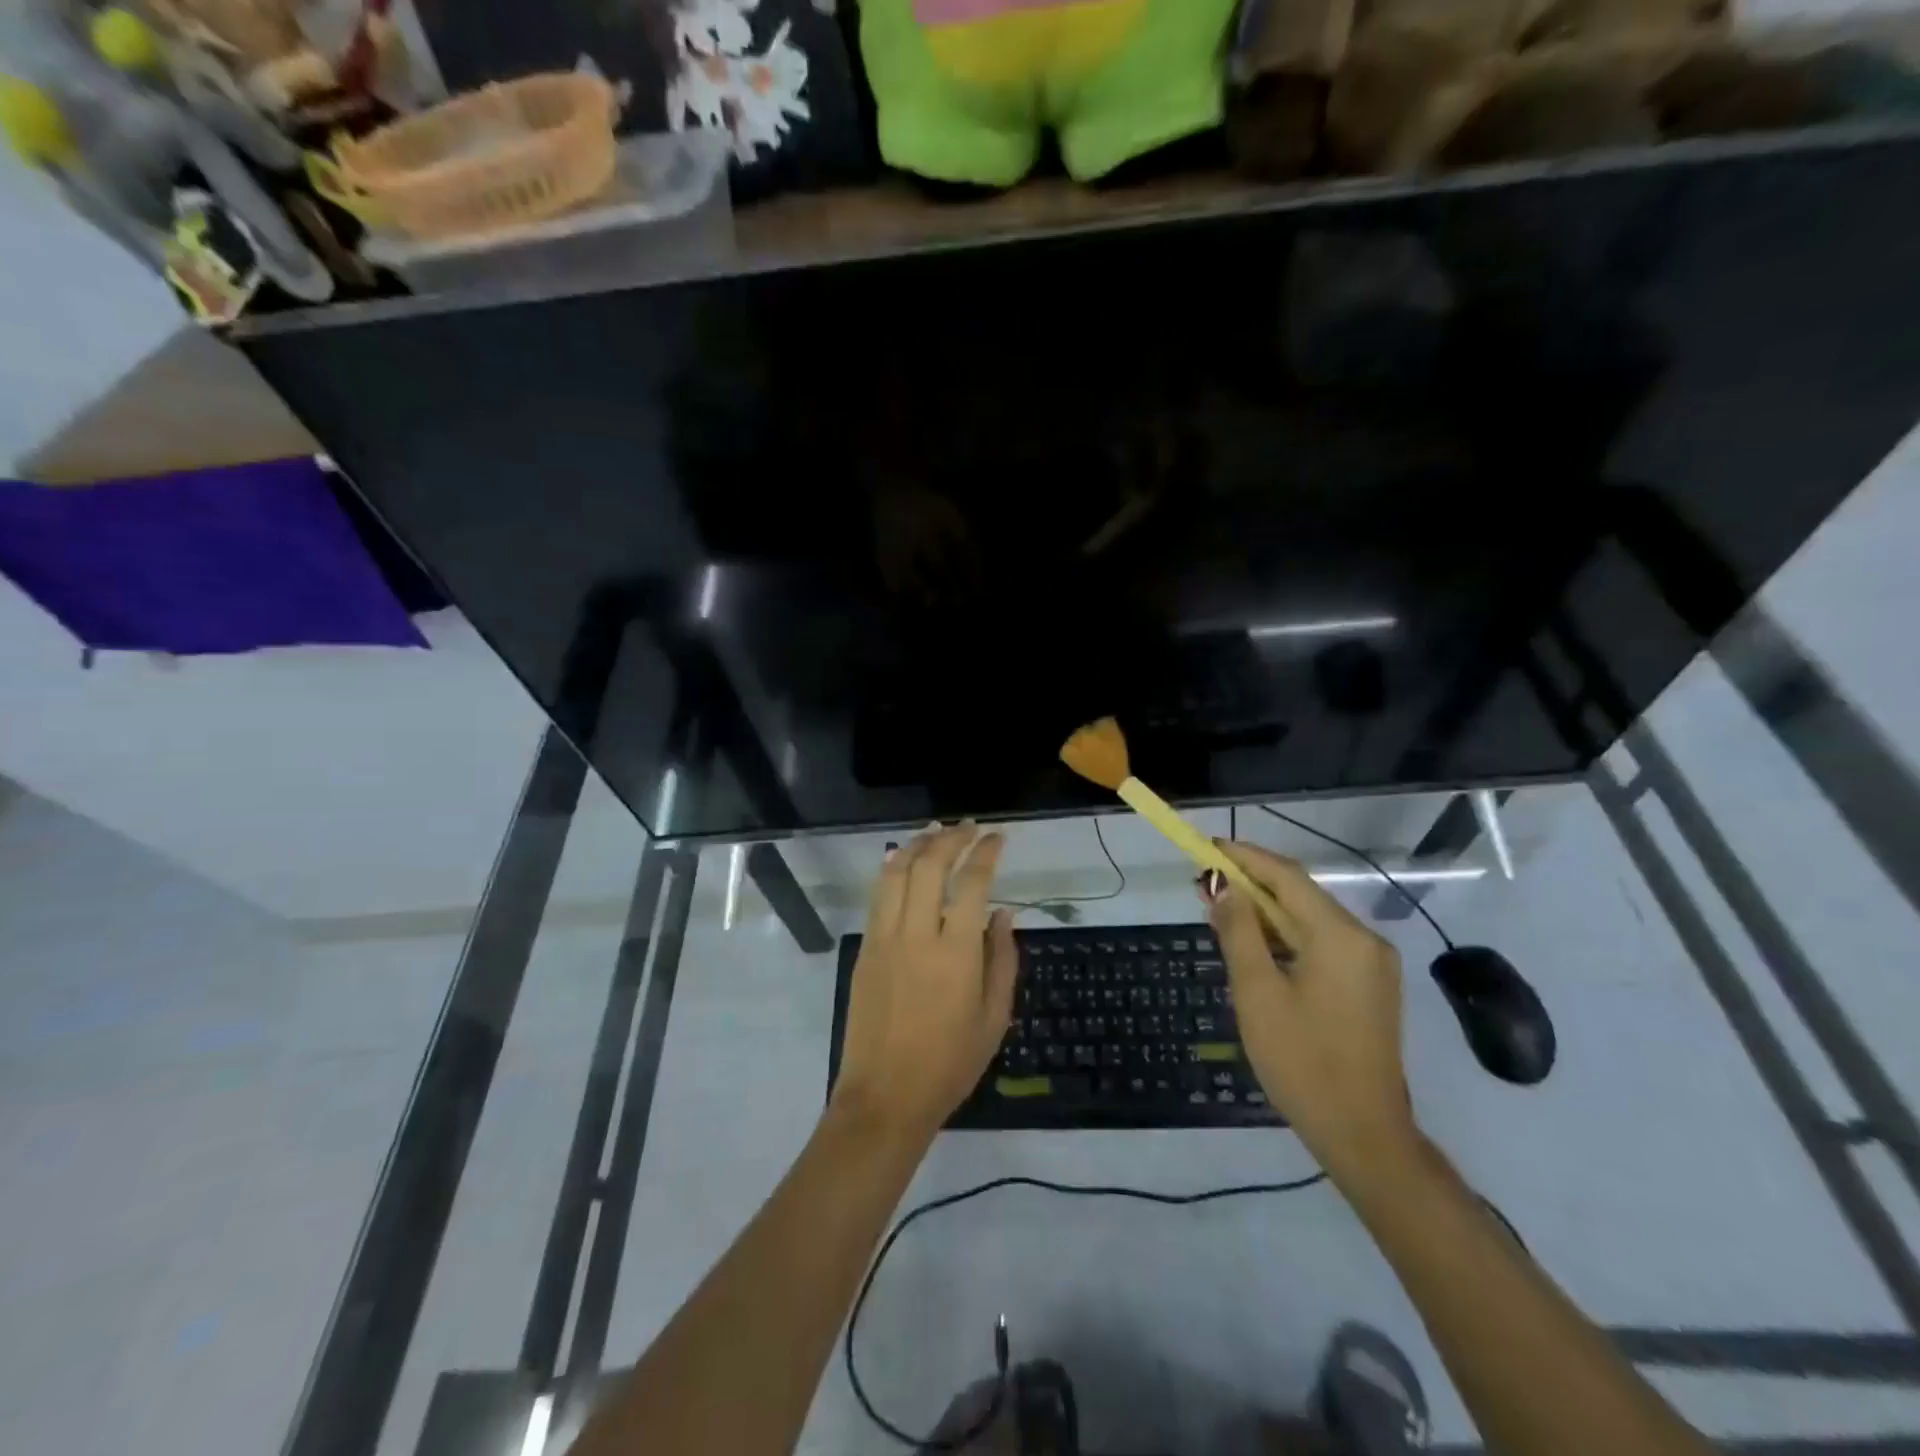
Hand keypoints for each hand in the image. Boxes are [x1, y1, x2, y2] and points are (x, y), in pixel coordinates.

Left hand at [832, 822, 1018, 1142]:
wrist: (885, 1097)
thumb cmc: (950, 1064)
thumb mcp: (994, 1018)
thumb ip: (1002, 959)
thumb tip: (1004, 914)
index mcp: (956, 953)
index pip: (973, 883)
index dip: (986, 853)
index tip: (997, 837)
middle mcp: (917, 935)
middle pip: (930, 865)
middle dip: (951, 838)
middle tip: (968, 827)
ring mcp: (885, 939)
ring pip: (897, 873)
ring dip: (917, 845)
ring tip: (935, 831)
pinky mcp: (865, 949)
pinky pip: (878, 896)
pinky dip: (891, 869)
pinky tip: (902, 859)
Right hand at [1204, 840, 1418, 1179]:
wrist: (1363, 1133)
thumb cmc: (1302, 1061)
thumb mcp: (1257, 993)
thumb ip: (1239, 932)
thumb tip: (1223, 887)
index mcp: (1340, 936)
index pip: (1287, 877)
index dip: (1245, 858)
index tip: (1208, 849)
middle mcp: (1364, 940)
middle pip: (1300, 896)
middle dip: (1251, 886)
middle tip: (1204, 885)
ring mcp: (1372, 964)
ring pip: (1310, 921)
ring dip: (1266, 913)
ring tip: (1220, 913)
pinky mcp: (1369, 986)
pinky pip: (1322, 945)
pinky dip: (1286, 937)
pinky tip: (1256, 946)